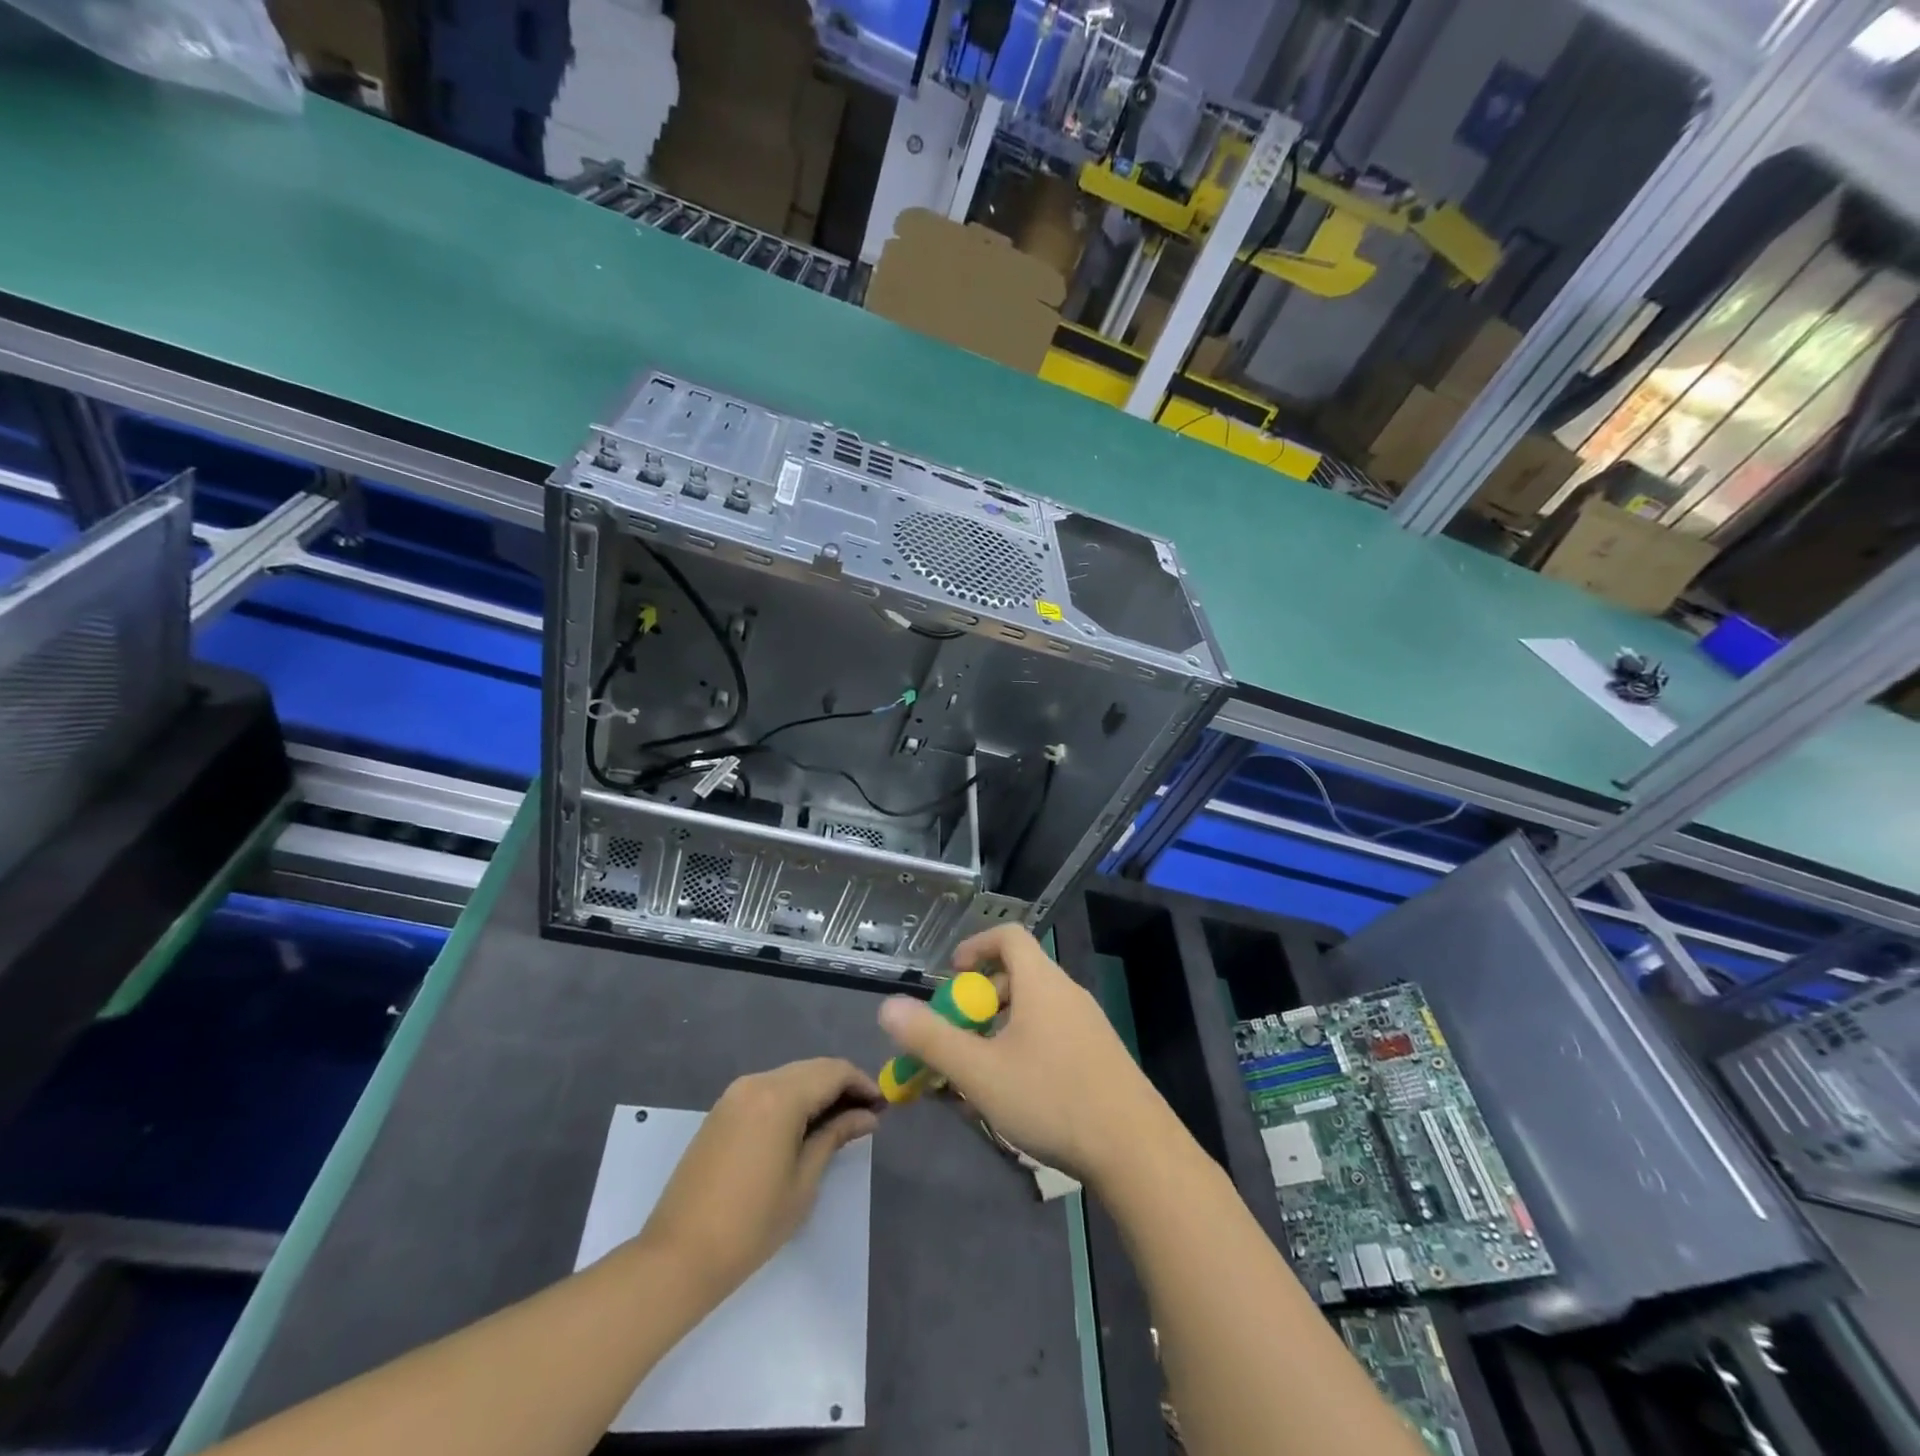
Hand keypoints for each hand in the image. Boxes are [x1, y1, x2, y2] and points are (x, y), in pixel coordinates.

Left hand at [637, 1059, 880, 1301]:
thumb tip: (867, 1116)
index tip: (883, 1105)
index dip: (863, 1083)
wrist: (677, 1257)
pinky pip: (768, 1090)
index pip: (834, 1071)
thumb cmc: (751, 1225)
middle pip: (812, 1069)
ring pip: (790, 1077)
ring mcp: (735, 1095)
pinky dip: (793, 1099)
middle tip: (866, 1114)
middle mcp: (757, 1082)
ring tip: (840, 1121)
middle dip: (842, 1085)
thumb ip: (835, 1136)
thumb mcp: (804, 1181)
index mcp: (780, 1096)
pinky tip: (805, 1125)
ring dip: (817, 1091)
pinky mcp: (722, 1111)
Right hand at [877, 925, 1172, 1185]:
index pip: (1008, 936)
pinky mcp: (1100, 1055)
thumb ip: (932, 1038)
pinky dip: (1026, 1046)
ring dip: (1001, 1028)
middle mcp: (1067, 993)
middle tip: (958, 1032)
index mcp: (1041, 982)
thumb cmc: (1051, 1097)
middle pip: (1018, 974)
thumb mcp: (980, 1072)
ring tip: (979, 1069)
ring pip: (1035, 1009)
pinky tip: (1016, 1093)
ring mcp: (1088, 1024)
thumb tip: (888, 1007)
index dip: (976, 946)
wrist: (1135, 1148)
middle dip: (981, 998)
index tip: (952, 976)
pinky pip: (1053, 1033)